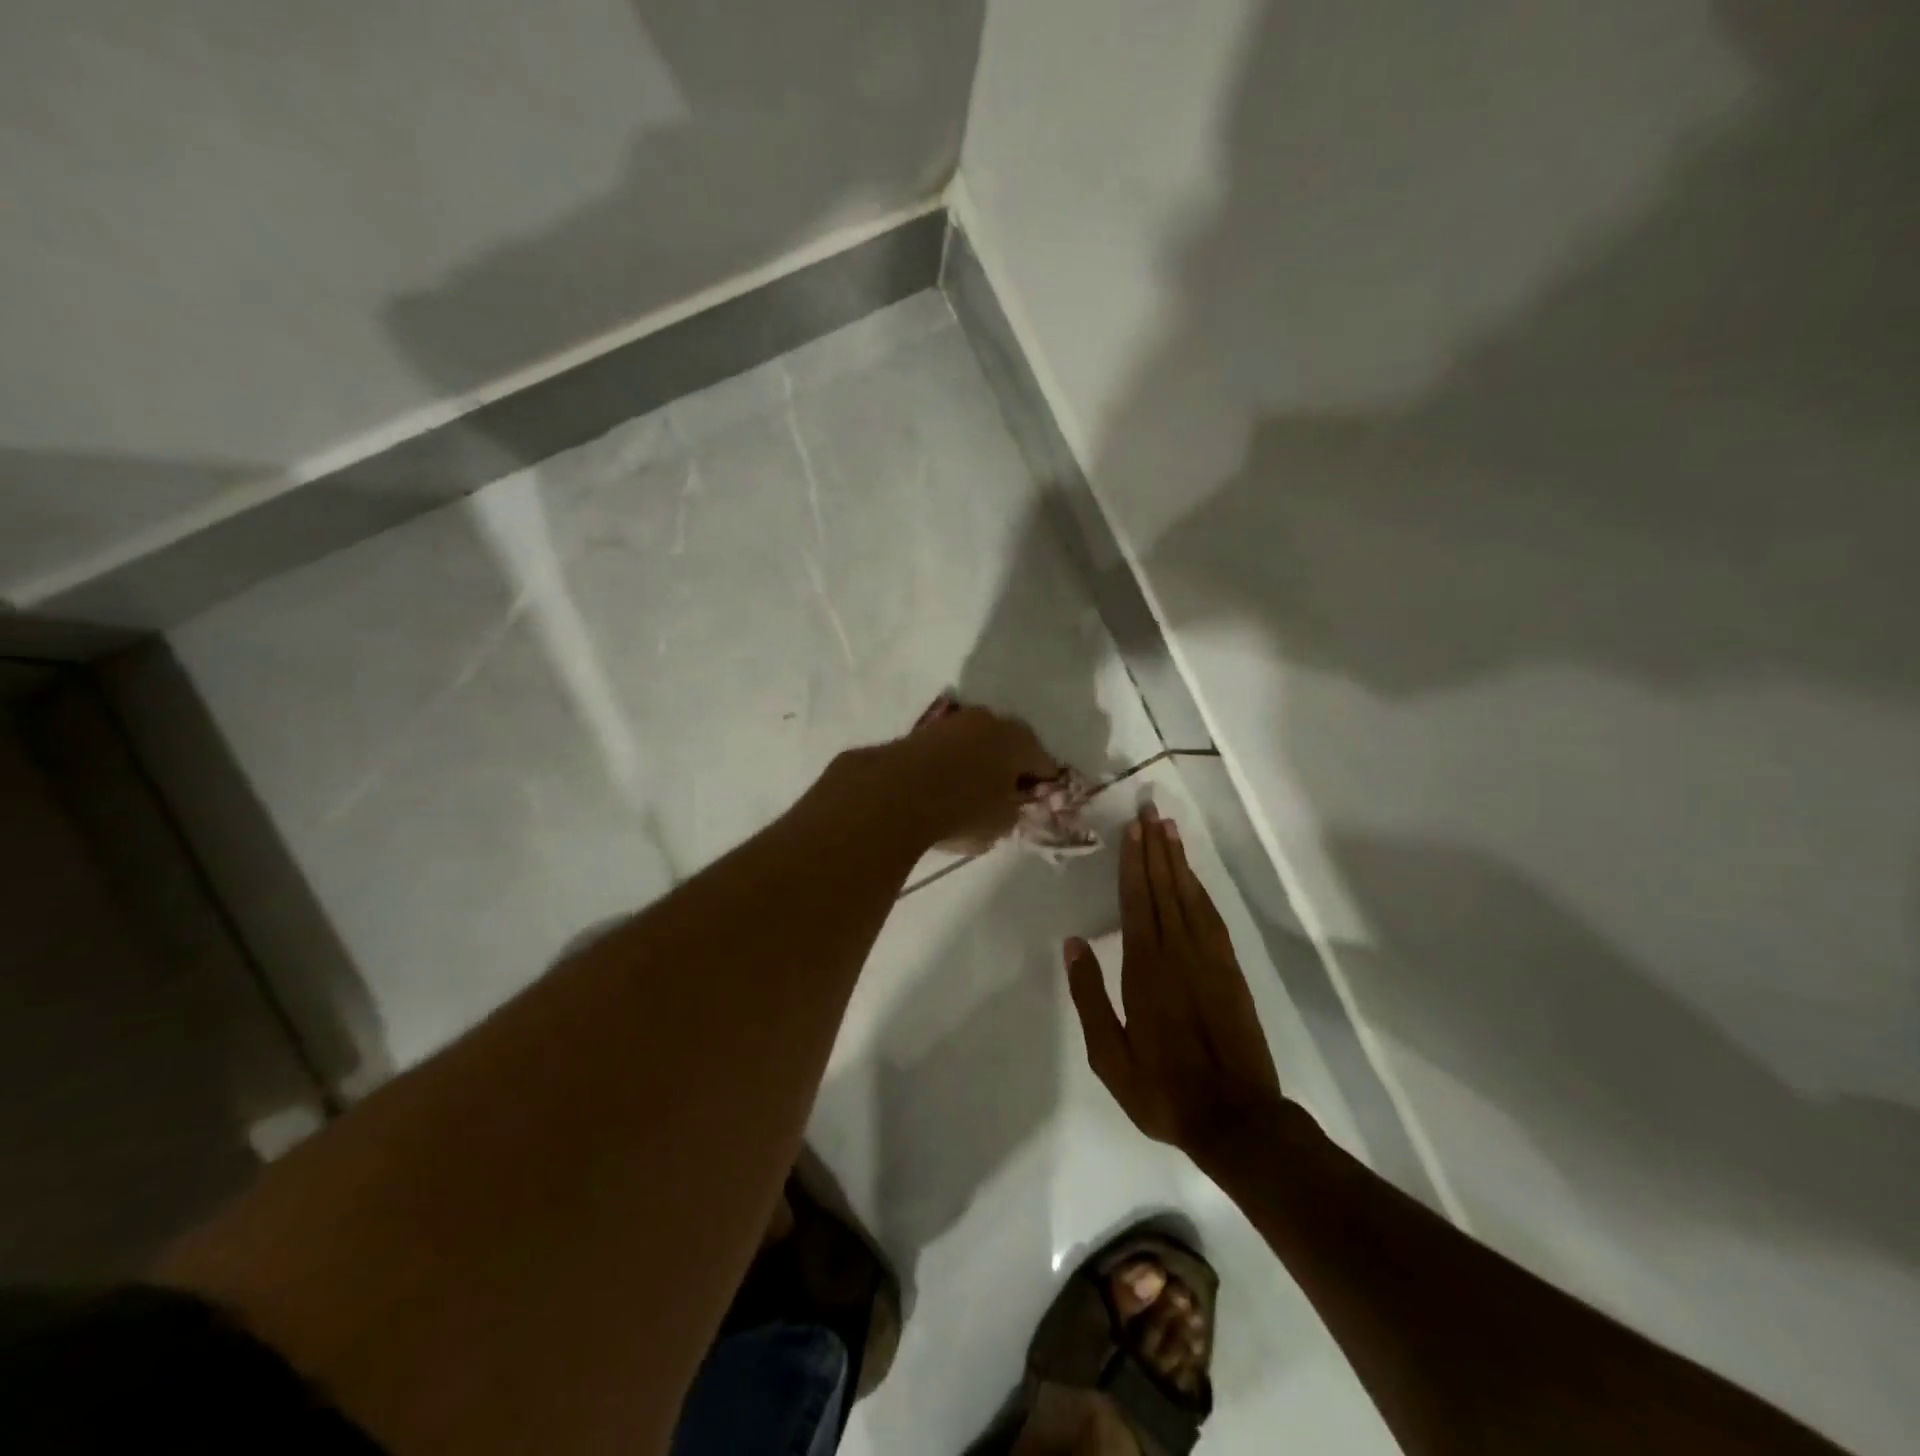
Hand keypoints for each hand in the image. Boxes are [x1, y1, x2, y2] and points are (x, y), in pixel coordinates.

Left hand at [832, 701, 1058, 852]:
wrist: (894, 795)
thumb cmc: (962, 810)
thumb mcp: (1001, 824)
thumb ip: (1013, 811)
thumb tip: (1007, 804)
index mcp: (1019, 739)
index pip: (1044, 764)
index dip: (1043, 787)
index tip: (1034, 806)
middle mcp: (989, 720)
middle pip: (1008, 747)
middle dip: (1008, 769)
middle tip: (1004, 799)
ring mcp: (952, 722)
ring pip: (975, 745)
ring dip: (976, 764)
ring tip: (968, 795)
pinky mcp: (920, 731)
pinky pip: (946, 751)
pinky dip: (949, 766)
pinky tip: (942, 789)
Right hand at [1064, 804, 1283, 1170]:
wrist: (1236, 1118)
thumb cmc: (1162, 1089)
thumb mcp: (1110, 1056)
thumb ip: (1090, 997)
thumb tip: (1073, 944)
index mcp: (1145, 970)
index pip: (1138, 902)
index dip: (1134, 863)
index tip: (1133, 829)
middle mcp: (1178, 954)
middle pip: (1165, 889)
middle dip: (1156, 848)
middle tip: (1150, 810)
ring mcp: (1209, 960)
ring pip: (1190, 897)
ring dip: (1179, 861)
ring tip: (1169, 829)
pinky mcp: (1230, 971)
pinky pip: (1212, 918)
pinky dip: (1201, 891)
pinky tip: (1193, 877)